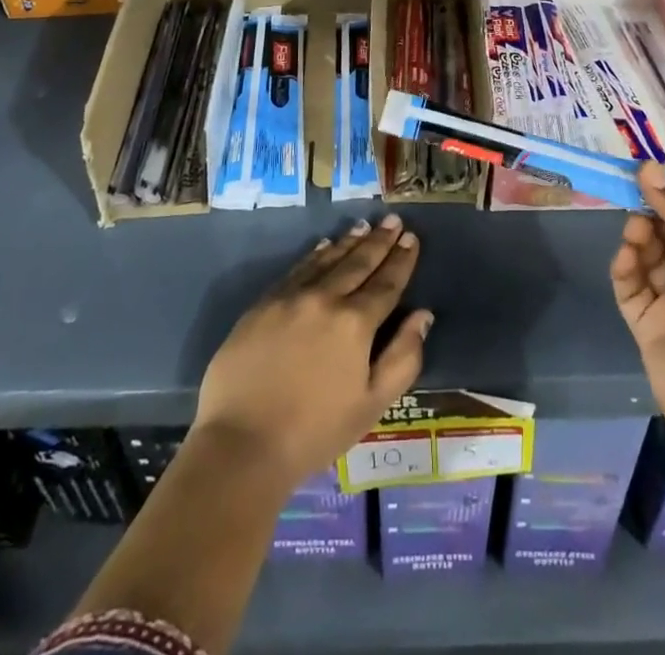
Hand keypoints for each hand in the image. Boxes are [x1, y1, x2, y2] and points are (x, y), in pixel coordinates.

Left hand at [195, 214, 431, 489]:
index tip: (411, 238)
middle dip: (379, 241)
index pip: (386, 283)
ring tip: (364, 226)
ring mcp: (290, 298)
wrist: (240, 444)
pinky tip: (323, 247)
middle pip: (358, 263)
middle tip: (392, 220)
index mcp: (355, 323)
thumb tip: (423, 315)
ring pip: (327, 261)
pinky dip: (315, 255)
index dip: (402, 260)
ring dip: (349, 242)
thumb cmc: (314, 432)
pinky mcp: (263, 305)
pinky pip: (296, 270)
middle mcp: (325, 299)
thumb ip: (403, 358)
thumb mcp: (372, 405)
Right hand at [611, 163, 664, 464]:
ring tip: (636, 229)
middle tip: (631, 185)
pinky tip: (627, 255)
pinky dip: (625, 264)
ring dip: (640, 231)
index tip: (656, 166)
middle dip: (654, 201)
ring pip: (649, 246)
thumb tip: (648, 168)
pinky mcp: (649, 320)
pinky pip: (630, 281)